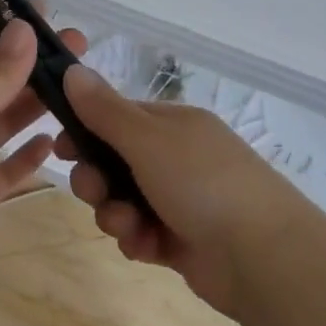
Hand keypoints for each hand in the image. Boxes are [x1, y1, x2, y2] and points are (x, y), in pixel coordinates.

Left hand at [0, 17, 85, 270]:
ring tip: (77, 88)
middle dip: (33, 65)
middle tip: (78, 47)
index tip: (47, 13)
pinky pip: (6, 170)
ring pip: (3, 124)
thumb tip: (24, 26)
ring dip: (34, 106)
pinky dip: (27, 156)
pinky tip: (52, 141)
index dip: (9, 29)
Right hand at [55, 67, 313, 316]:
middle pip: (115, 162)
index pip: (117, 117)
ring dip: (115, 214)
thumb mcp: (147, 139)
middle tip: (94, 192)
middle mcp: (177, 158)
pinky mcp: (182, 240)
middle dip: (96, 179)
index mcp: (174, 124)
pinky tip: (147, 247)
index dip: (85, 131)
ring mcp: (181, 200)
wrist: (264, 257)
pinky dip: (138, 239)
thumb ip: (104, 109)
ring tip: (129, 227)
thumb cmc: (203, 183)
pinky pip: (141, 233)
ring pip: (123, 201)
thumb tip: (72, 69)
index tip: (61, 148)